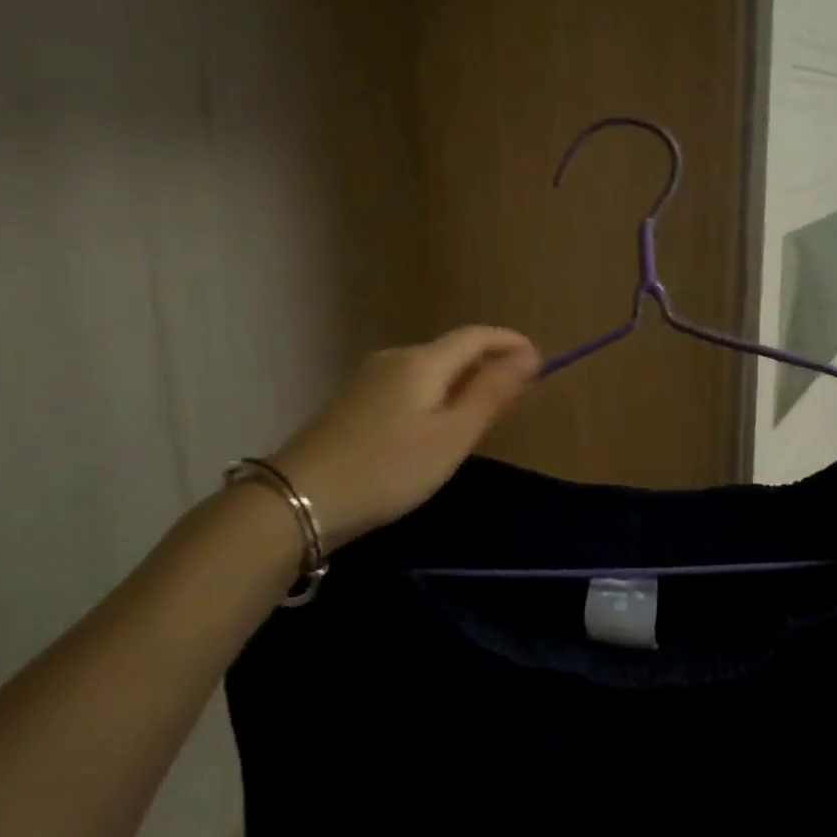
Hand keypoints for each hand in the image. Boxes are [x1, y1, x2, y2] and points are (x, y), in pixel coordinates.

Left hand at [272, 326, 539, 549]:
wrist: (297, 501)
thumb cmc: (388, 469)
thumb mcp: (451, 436)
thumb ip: (491, 393)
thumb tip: (529, 354)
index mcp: (423, 361)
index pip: (476, 335)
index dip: (510, 342)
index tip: (539, 361)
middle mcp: (394, 358)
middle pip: (451, 350)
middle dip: (487, 364)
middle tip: (514, 396)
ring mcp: (368, 378)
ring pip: (428, 370)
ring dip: (460, 382)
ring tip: (478, 415)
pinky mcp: (351, 402)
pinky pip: (407, 385)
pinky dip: (433, 396)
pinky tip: (432, 427)